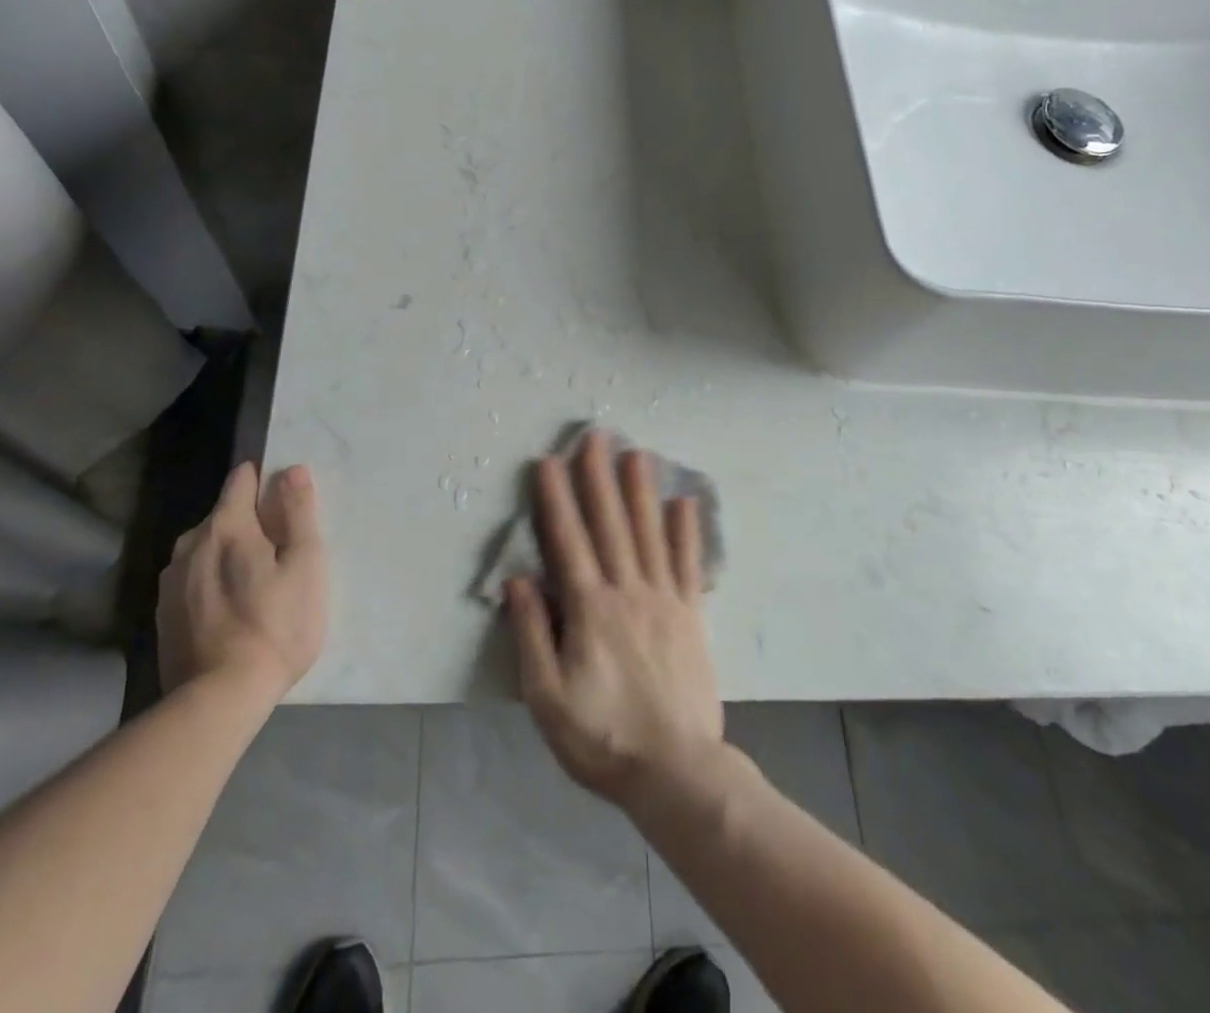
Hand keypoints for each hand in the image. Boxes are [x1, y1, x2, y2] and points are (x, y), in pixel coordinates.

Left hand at [157, 461, 326, 699]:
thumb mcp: (305, 564)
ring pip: (204, 549)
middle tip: (279, 553)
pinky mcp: (163, 616)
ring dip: (227, 554)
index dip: (264, 481)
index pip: (240, 480)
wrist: (219, 699)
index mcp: (226, 526)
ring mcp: (171, 582)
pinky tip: (230, 611)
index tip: (285, 501)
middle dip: (249, 523)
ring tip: (254, 584)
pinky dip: (211, 583)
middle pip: (223, 515)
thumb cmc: (276, 625)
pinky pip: (192, 580)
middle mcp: (190, 544)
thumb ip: (298, 512)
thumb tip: (291, 470)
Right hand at [506, 431, 723, 806]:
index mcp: (590, 608)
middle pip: (610, 523)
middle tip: (596, 436)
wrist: (676, 772)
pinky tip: (684, 503)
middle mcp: (627, 591)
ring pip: (649, 533)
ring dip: (641, 490)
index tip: (549, 461)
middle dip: (599, 476)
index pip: (568, 540)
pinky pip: (687, 564)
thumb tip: (519, 579)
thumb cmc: (602, 737)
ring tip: (637, 453)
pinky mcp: (691, 615)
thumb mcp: (547, 697)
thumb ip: (533, 634)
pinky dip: (686, 531)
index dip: (556, 498)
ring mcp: (664, 599)